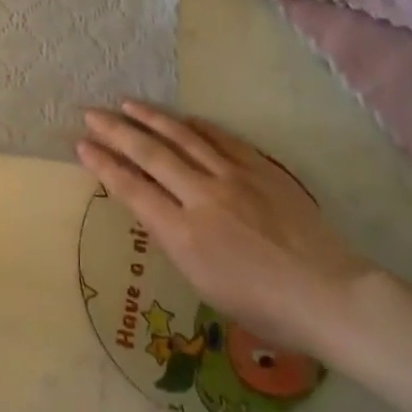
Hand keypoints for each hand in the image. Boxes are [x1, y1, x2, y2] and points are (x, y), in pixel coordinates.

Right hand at [78, 103, 374, 356]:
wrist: (330, 296)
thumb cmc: (265, 308)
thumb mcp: (204, 284)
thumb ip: (176, 241)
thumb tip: (157, 210)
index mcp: (184, 234)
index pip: (131, 189)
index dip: (103, 165)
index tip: (82, 145)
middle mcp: (203, 197)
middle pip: (150, 154)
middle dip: (116, 131)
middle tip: (91, 113)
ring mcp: (234, 178)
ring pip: (183, 137)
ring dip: (151, 118)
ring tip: (127, 104)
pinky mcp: (261, 169)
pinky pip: (222, 140)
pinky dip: (197, 127)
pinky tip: (182, 119)